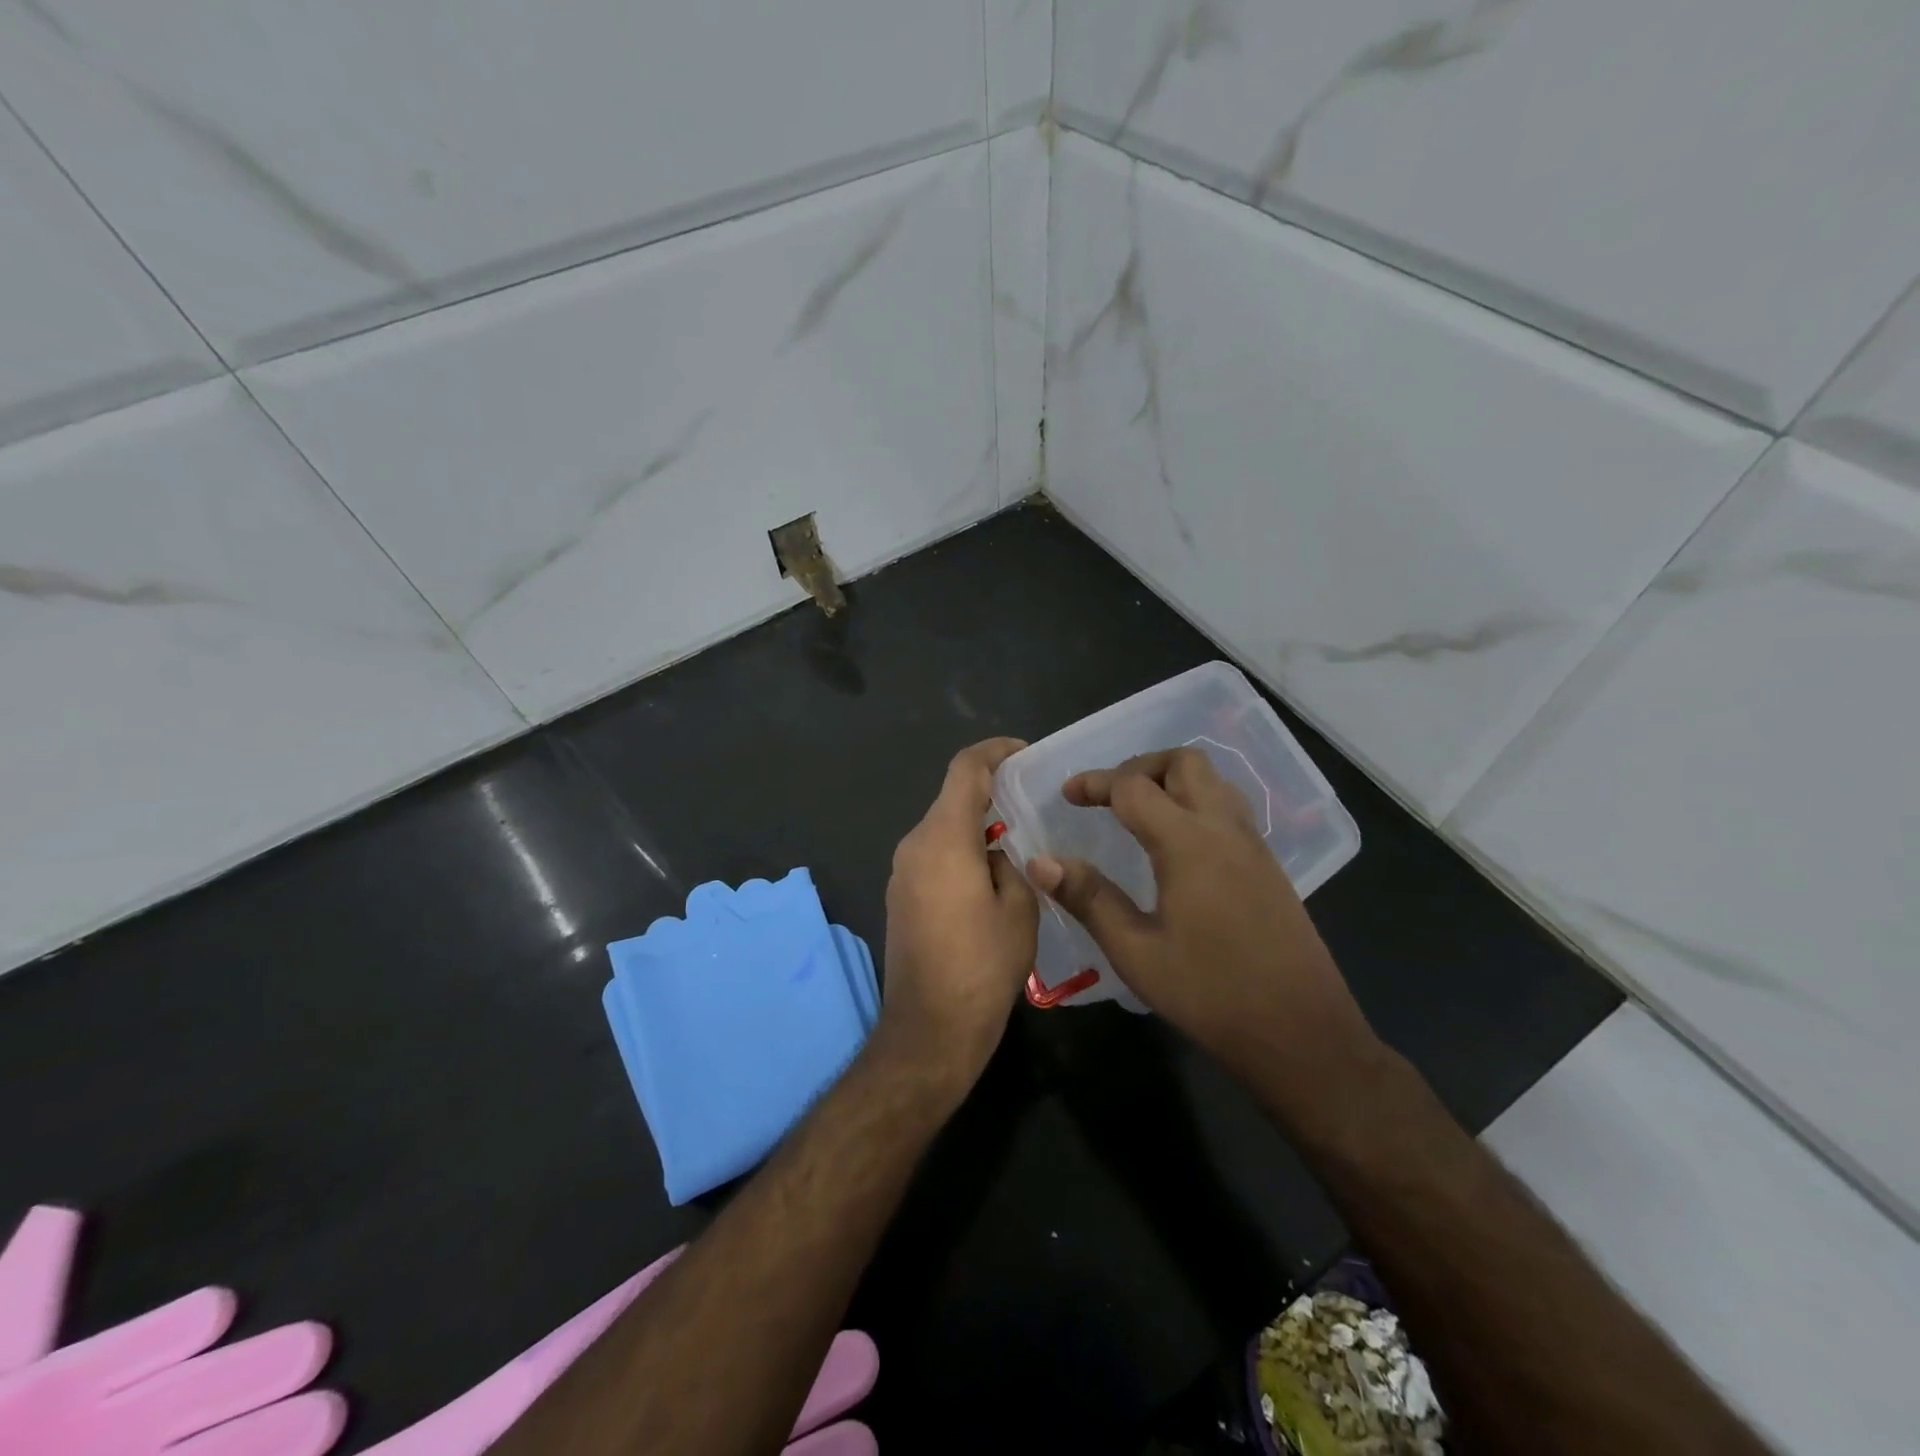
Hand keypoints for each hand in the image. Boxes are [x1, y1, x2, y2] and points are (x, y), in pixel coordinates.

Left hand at [878, 738, 1038, 1097]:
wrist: (930, 1029)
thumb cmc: (982, 966)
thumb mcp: (1019, 909)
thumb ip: (1011, 866)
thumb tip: (996, 856)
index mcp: (943, 838)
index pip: (965, 770)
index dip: (994, 751)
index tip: (1023, 754)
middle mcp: (914, 845)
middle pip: (951, 799)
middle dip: (989, 794)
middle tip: (1031, 803)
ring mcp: (901, 872)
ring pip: (942, 830)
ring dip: (975, 827)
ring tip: (1017, 843)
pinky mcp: (899, 897)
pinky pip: (933, 857)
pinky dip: (960, 853)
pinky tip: (989, 877)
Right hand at [1026, 748, 1383, 1131]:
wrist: (1302, 1033)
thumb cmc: (1210, 994)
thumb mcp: (1136, 952)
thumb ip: (1089, 898)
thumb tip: (1041, 861)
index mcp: (1188, 843)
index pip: (1133, 787)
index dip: (1095, 783)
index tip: (1066, 796)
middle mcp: (1224, 829)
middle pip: (1183, 763)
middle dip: (1139, 767)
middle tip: (1107, 797)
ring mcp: (1253, 845)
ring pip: (1212, 781)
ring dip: (1171, 781)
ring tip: (1139, 812)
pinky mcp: (1268, 865)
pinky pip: (1228, 808)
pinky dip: (1195, 803)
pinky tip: (1177, 844)